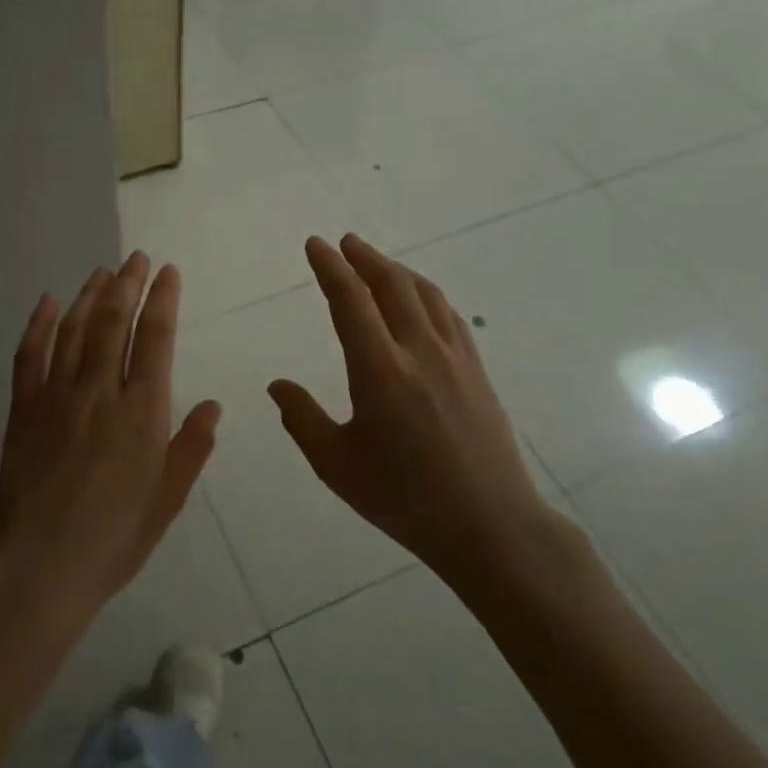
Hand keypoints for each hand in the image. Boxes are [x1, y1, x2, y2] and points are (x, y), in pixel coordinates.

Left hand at [0, 251, 220, 627]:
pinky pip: (29, 354)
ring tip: (102, 272)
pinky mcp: (23, 408)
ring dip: (89, 295)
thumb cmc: (114, 539)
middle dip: (128, 283)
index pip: (156, 338)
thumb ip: (191, 447)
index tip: (168, 272)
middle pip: (114, 322)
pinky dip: (39, 323)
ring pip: (75, 330)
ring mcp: (56, 396)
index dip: (163, 299)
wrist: (40, 567)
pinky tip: (48, 301)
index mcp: (142, 412)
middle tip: (136, 258)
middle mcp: (100, 391)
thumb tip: (213, 406)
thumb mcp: (168, 499)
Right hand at [268, 234, 568, 589]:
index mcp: (380, 371)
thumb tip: (277, 385)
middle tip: (345, 242)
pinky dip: (427, 294)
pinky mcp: (477, 371)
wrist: (490, 525)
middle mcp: (419, 351)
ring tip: (377, 263)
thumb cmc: (404, 498)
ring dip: (397, 270)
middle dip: (365, 258)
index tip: (316, 245)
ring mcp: (455, 358)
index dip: (330, 268)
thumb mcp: (337, 465)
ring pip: (426, 294)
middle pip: (392, 285)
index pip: (350, 301)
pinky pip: (450, 315)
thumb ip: (302, 419)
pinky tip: (421, 300)